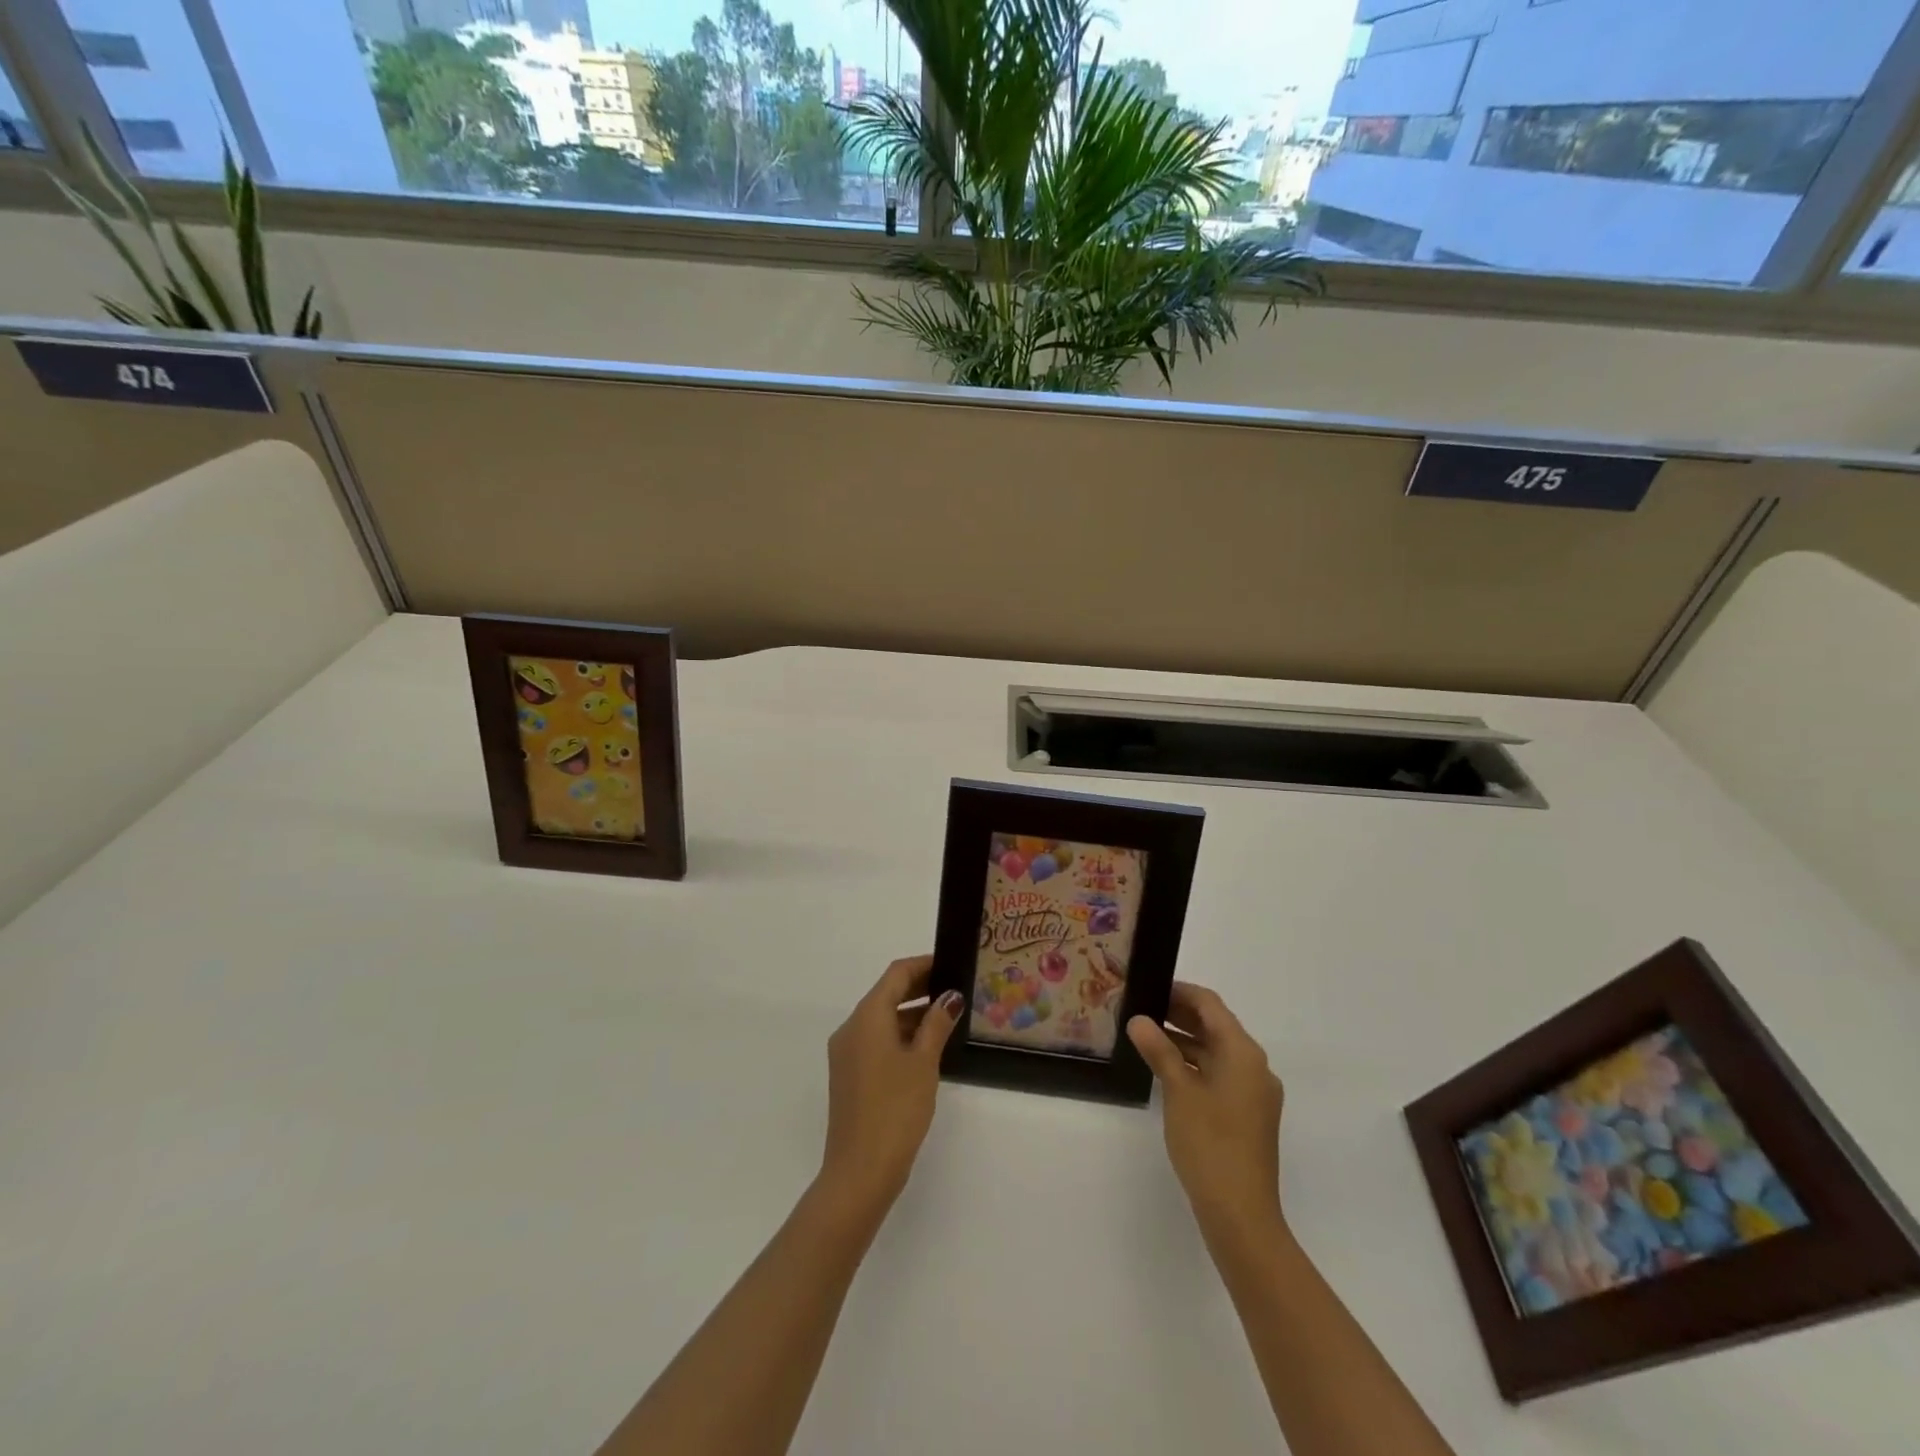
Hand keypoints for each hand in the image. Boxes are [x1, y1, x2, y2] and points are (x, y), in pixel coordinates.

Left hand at [818, 955, 962, 1222]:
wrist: (860, 1171)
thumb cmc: (896, 1109)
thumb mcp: (924, 1062)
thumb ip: (937, 1023)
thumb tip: (950, 996)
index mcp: (867, 1017)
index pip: (896, 974)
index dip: (924, 965)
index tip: (951, 964)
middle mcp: (851, 1028)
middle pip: (886, 993)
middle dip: (920, 988)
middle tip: (955, 989)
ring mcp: (847, 1053)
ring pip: (882, 1019)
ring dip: (912, 1013)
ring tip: (948, 1017)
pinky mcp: (849, 1075)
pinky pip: (876, 1040)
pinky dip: (900, 1035)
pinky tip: (926, 1047)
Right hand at [1129, 982, 1284, 1237]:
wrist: (1241, 1214)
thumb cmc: (1210, 1144)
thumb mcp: (1178, 1091)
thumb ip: (1159, 1050)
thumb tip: (1138, 1020)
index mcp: (1243, 1053)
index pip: (1210, 1005)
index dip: (1179, 991)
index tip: (1148, 987)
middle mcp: (1255, 1066)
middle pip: (1216, 1026)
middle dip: (1179, 1014)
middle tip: (1141, 1009)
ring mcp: (1254, 1092)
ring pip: (1216, 1052)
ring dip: (1184, 1040)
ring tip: (1145, 1037)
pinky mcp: (1248, 1114)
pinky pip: (1220, 1074)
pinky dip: (1194, 1065)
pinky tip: (1166, 1070)